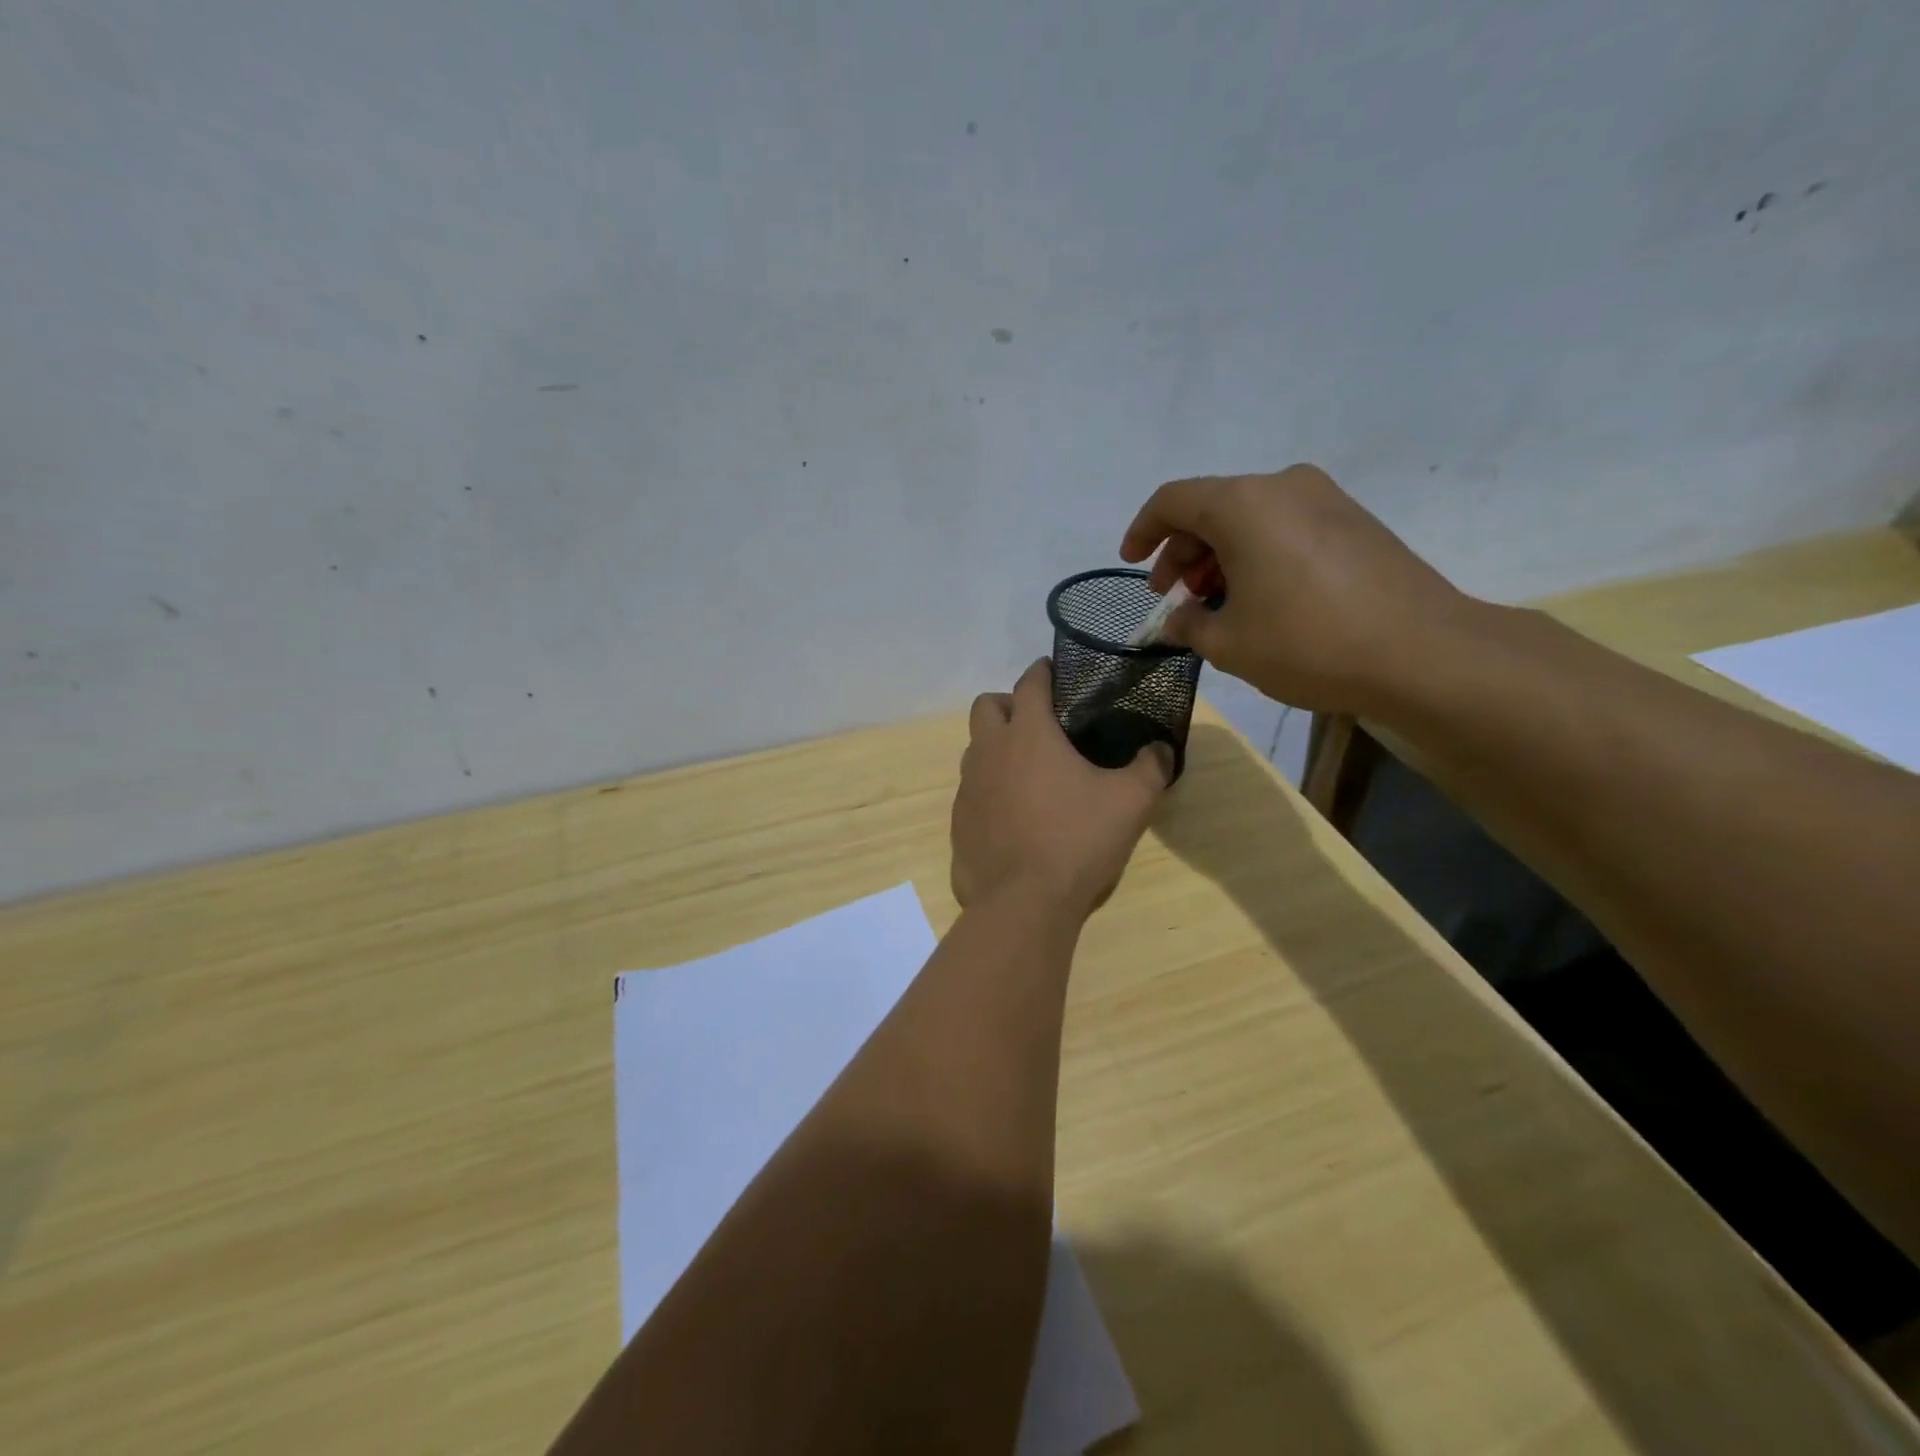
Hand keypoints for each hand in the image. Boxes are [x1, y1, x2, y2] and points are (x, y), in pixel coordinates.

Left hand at [951, 659, 1172, 916]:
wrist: (1022, 903)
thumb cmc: (1077, 840)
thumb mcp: (1130, 802)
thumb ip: (1150, 768)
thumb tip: (1161, 749)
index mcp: (1028, 733)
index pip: (1030, 682)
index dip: (1044, 672)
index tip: (1056, 672)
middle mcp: (989, 751)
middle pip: (987, 706)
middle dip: (1010, 705)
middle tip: (1040, 725)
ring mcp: (968, 787)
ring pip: (976, 748)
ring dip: (997, 747)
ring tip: (1030, 772)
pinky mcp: (959, 821)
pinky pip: (972, 789)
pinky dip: (990, 788)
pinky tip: (1015, 815)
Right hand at [1119, 464, 1475, 713]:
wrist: (1422, 653)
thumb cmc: (1308, 644)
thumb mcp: (1228, 643)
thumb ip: (1188, 623)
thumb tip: (1178, 617)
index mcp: (1243, 504)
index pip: (1172, 500)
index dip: (1142, 530)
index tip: (1130, 562)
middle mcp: (1283, 486)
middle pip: (1211, 507)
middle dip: (1182, 551)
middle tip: (1173, 596)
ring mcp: (1326, 499)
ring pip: (1249, 517)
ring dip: (1219, 555)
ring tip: (1213, 603)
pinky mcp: (1354, 521)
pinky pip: (1284, 526)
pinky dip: (1256, 554)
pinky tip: (1258, 597)